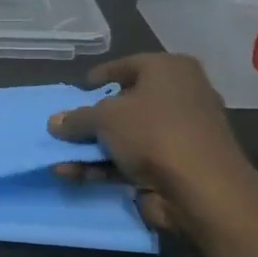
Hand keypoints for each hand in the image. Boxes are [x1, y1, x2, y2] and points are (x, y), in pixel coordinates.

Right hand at [48, 54, 257, 231]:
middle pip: (126, 104)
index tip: (80, 89)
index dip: (101, 76)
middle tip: (66, 125)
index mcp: (171, 71)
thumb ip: (75, 118)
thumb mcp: (103, 117)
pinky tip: (70, 174)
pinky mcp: (174, 167)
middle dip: (92, 118)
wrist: (202, 190)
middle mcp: (180, 97)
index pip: (128, 66)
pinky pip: (131, 161)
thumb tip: (55, 122)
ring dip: (90, 148)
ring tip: (58, 156)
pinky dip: (102, 167)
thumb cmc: (153, 132)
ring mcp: (178, 135)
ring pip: (125, 136)